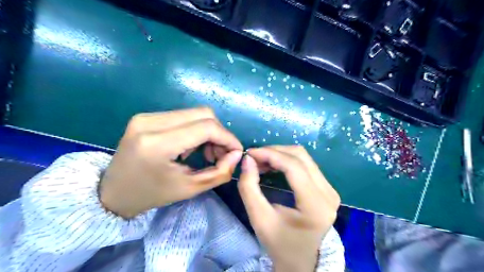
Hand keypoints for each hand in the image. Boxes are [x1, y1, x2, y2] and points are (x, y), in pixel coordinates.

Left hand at [99, 107, 241, 218]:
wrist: (112, 192)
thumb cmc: (151, 195)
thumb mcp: (190, 188)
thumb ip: (220, 172)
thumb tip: (237, 154)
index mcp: (158, 144)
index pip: (206, 127)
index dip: (227, 138)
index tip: (236, 152)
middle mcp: (151, 122)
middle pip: (203, 114)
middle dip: (220, 133)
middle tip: (220, 154)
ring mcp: (147, 116)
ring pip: (195, 113)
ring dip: (208, 131)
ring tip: (206, 152)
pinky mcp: (147, 116)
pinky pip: (183, 116)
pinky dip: (196, 129)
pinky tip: (191, 146)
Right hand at [238, 146, 339, 271]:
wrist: (300, 260)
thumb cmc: (279, 244)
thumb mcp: (259, 219)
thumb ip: (249, 188)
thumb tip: (248, 160)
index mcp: (316, 206)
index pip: (294, 167)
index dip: (270, 154)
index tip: (249, 153)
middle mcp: (328, 194)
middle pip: (301, 157)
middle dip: (274, 151)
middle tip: (254, 157)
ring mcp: (330, 190)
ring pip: (304, 158)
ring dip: (280, 154)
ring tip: (261, 161)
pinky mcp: (326, 188)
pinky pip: (306, 164)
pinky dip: (287, 161)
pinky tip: (273, 165)